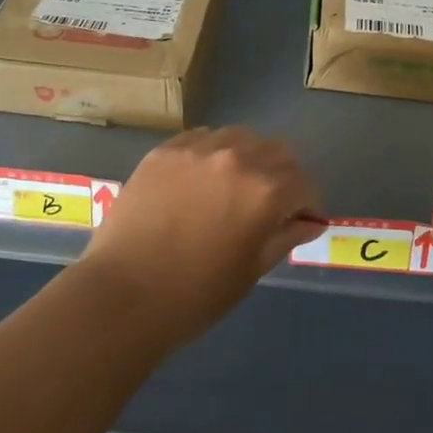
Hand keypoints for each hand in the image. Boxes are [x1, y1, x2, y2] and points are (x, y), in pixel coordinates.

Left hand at [81, 127, 325, 346]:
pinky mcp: (164, 150)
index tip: (302, 220)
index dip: (308, 205)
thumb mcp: (251, 269)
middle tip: (271, 203)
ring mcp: (197, 149)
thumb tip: (309, 222)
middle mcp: (237, 158)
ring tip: (234, 186)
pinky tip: (200, 180)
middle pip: (277, 152)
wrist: (123, 294)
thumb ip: (285, 237)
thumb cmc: (196, 294)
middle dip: (283, 176)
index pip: (304, 184)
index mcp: (266, 191)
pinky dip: (211, 154)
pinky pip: (201, 139)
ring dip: (248, 158)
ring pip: (239, 137)